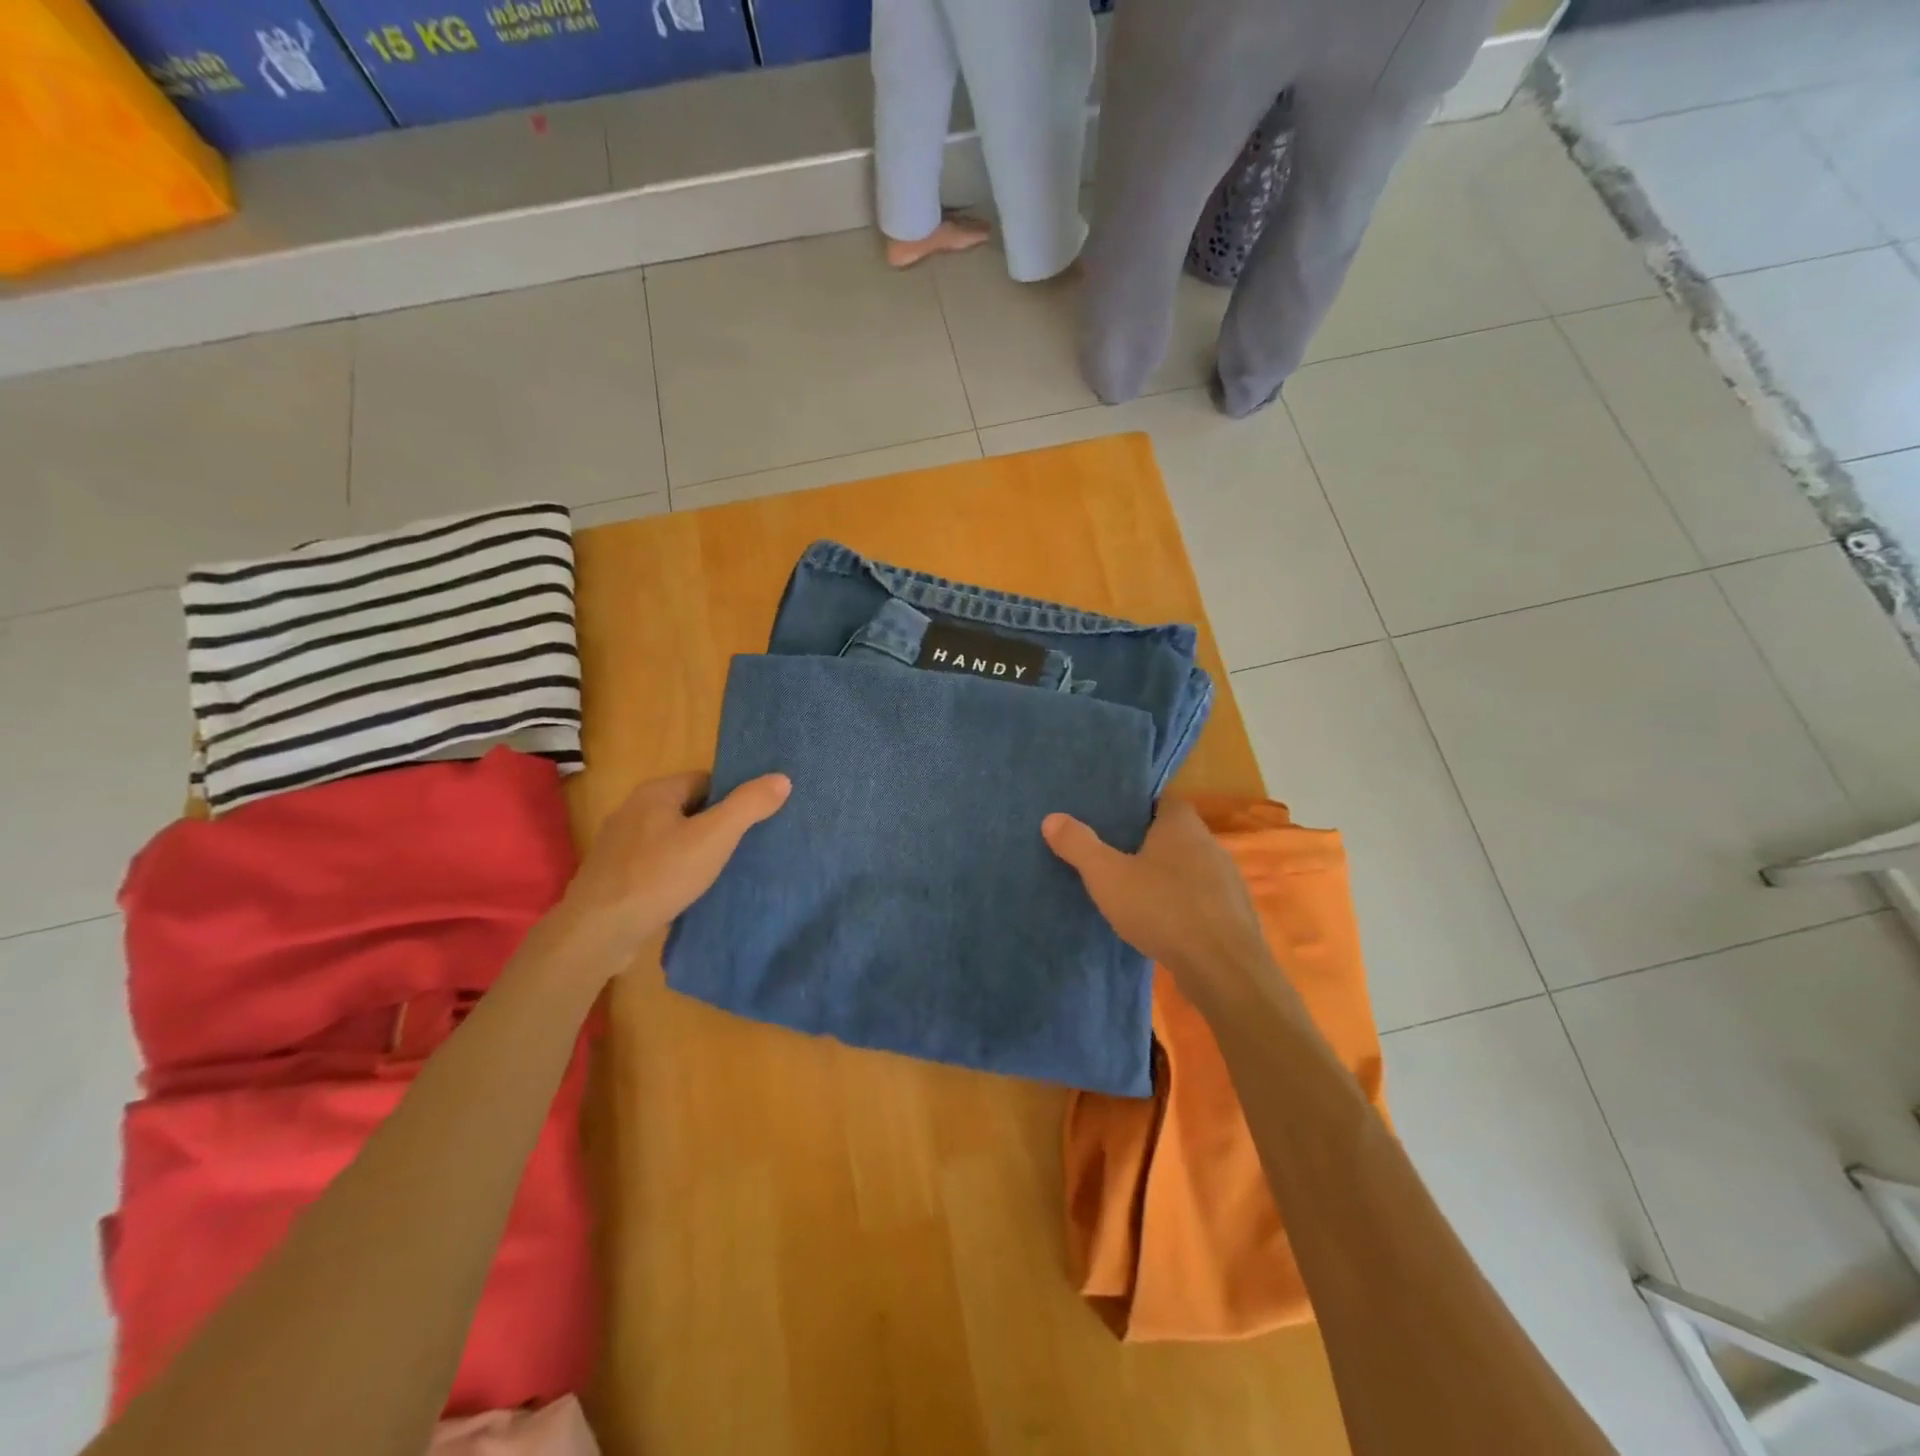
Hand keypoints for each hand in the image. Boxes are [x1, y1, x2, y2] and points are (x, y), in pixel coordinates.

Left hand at [556, 770, 789, 964]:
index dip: (733, 797)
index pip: (706, 780)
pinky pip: (656, 864)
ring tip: (724, 870)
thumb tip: (782, 778)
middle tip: (746, 845)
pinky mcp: (615, 876)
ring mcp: (620, 846)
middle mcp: (633, 811)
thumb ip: (748, 805)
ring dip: (696, 850)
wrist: (598, 931)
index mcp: (656, 792)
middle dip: (716, 824)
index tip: (755, 819)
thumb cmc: (659, 875)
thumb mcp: (714, 836)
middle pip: (689, 808)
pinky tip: (691, 891)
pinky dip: (676, 872)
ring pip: (672, 838)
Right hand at [1042, 800, 1295, 1015]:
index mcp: (1182, 825)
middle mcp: (1210, 844)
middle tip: (1114, 854)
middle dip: (1147, 842)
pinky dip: (1182, 903)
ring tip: (1134, 889)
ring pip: (1189, 867)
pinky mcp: (1233, 914)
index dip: (1137, 807)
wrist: (1223, 969)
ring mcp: (1227, 880)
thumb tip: (1051, 817)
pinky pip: (1201, 898)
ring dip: (1166, 876)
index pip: (1162, 800)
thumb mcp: (1108, 876)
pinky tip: (1162, 921)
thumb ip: (1079, 845)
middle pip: (1175, 833)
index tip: (1112, 820)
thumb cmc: (1163, 909)